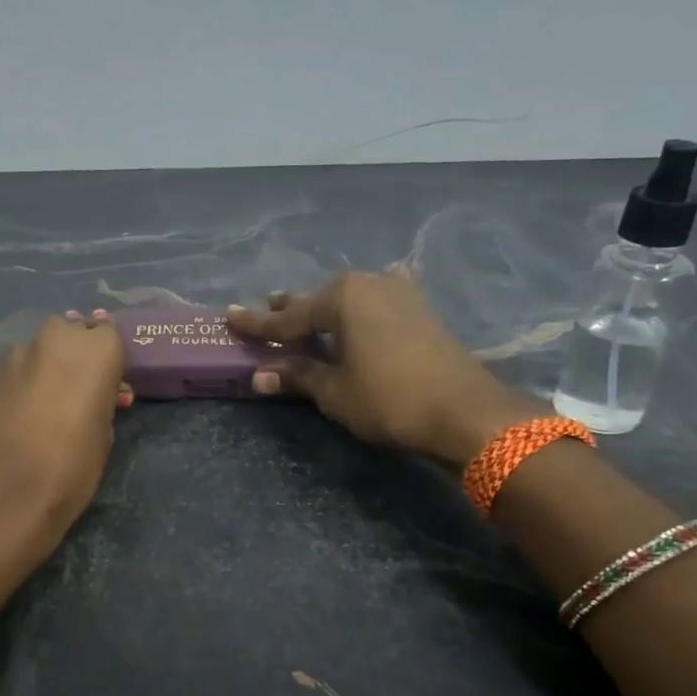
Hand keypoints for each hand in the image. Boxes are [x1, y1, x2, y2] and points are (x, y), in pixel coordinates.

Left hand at [0, 311, 128, 547]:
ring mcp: (21, 352)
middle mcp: (59, 337)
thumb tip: (95, 394)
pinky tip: (27, 409)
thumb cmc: (75, 463)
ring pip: (43, 348)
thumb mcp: (106, 430)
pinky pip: (20, 366)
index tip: (110, 381)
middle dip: (78, 353)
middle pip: (73, 332)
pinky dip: (27, 379)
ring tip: (52, 400)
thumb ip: (102, 399)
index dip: (109, 358)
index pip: (109, 333)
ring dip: (50, 365)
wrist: (12, 488)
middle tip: (82, 388)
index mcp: (98, 349)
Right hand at [228, 273, 546, 464]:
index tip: (230, 316)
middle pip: (320, 301)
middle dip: (294, 312)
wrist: (466, 411)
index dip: (258, 324)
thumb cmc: (390, 399)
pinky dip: (359, 314)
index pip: (288, 316)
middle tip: (268, 315)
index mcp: (342, 297)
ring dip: (327, 312)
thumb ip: (299, 377)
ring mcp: (400, 293)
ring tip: (308, 318)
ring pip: (350, 300)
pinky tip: (363, 311)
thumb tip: (260, 377)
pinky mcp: (421, 310)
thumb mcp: (335, 392)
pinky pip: (376, 306)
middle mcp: (369, 284)